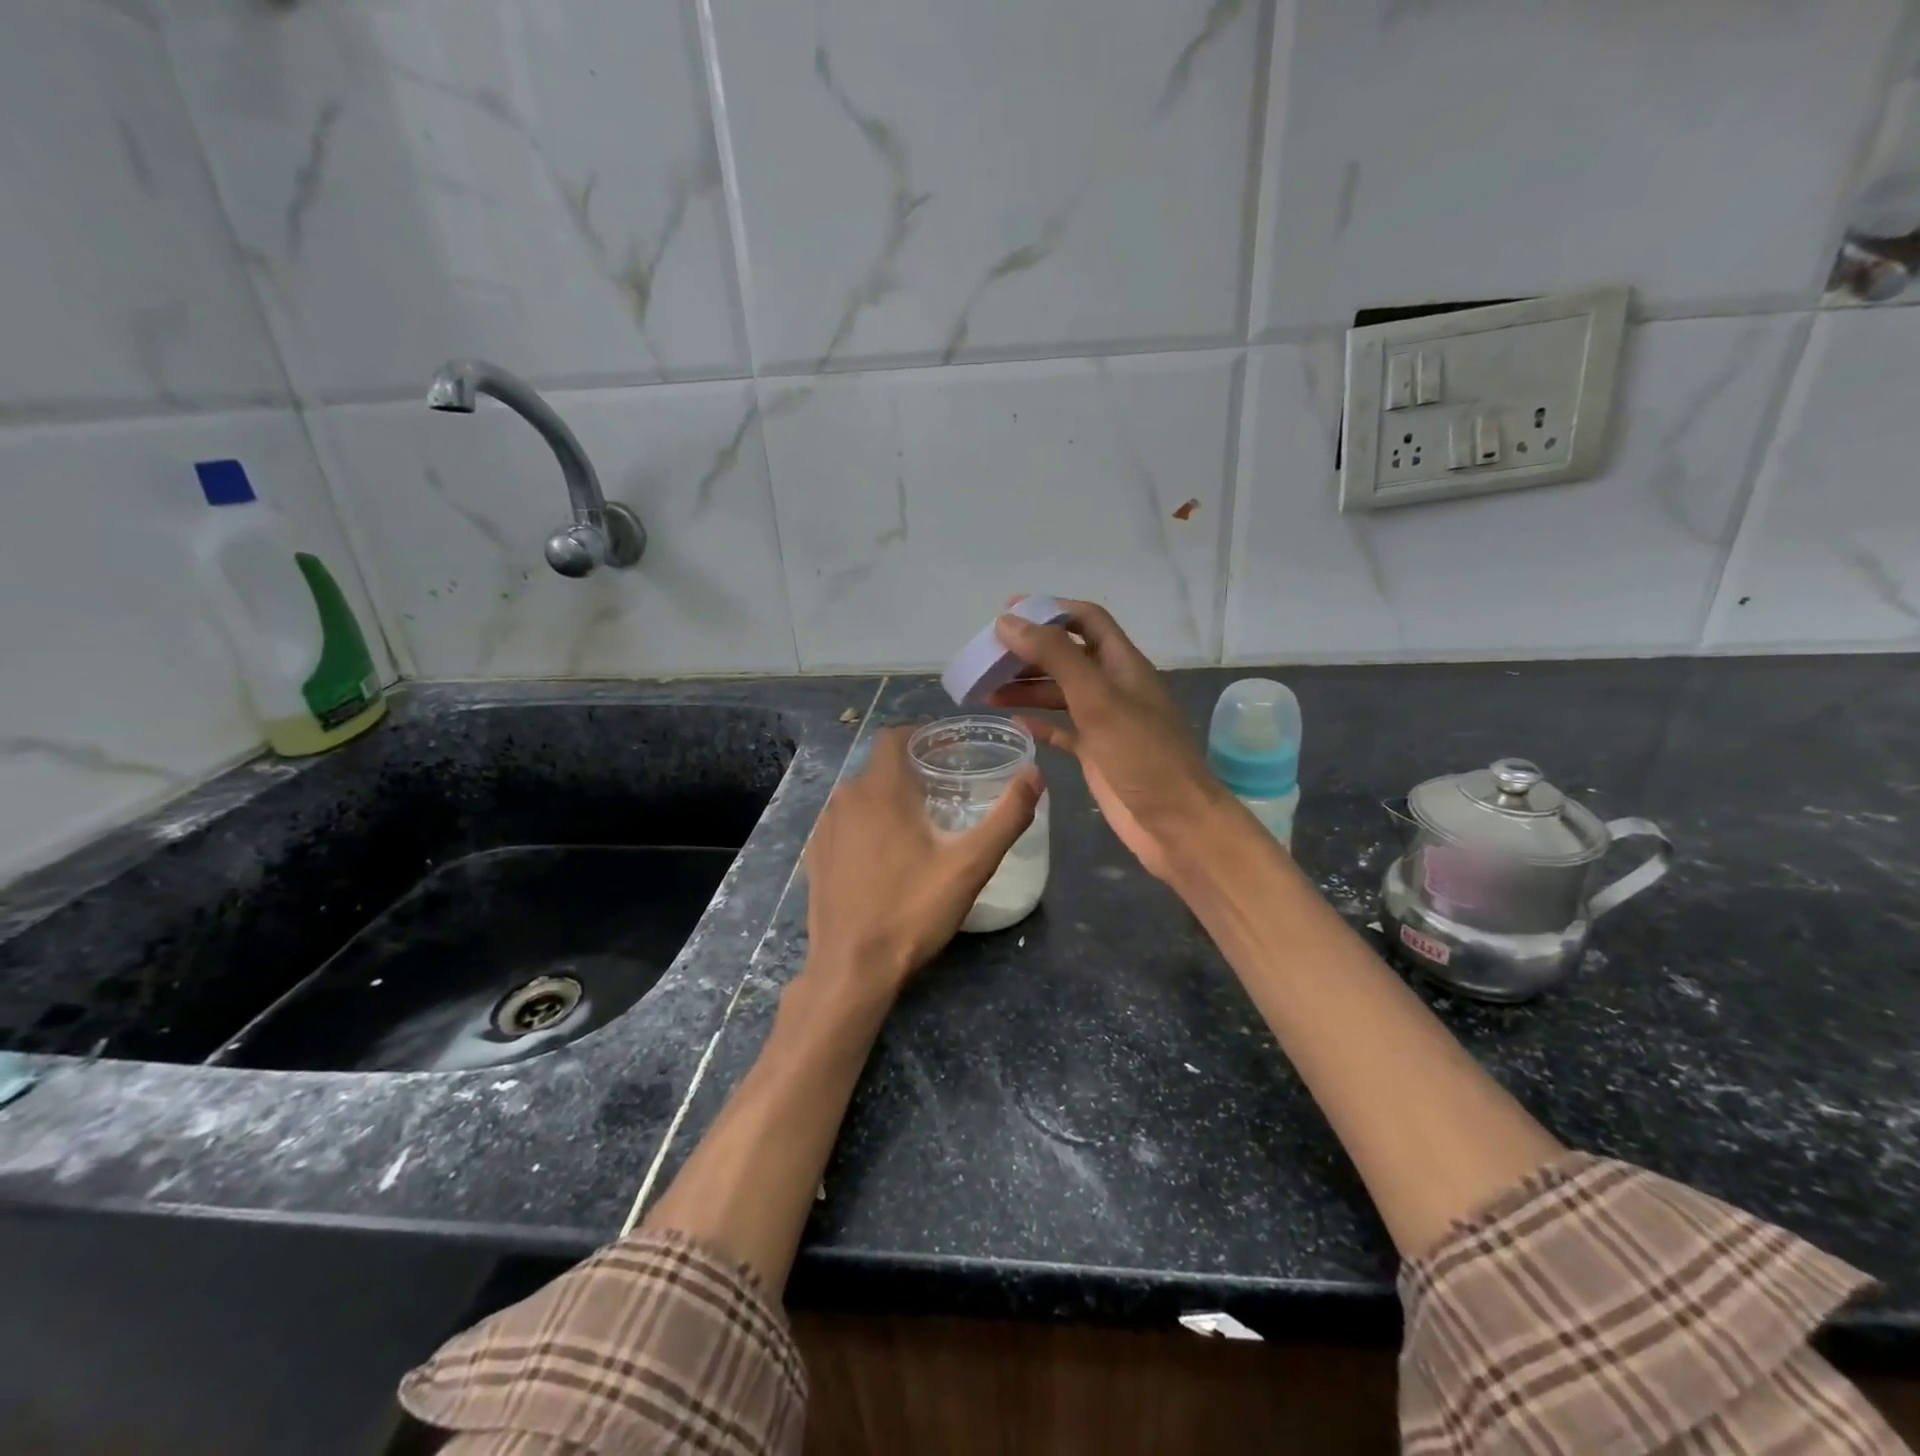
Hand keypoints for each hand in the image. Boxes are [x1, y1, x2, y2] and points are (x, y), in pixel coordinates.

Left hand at [805, 724, 1041, 998]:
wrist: (852, 967)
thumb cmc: (913, 910)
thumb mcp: (971, 865)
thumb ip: (1007, 816)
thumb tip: (1035, 775)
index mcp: (880, 789)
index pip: (894, 736)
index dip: (921, 736)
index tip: (949, 751)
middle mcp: (845, 797)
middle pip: (880, 766)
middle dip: (911, 771)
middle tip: (945, 791)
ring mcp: (824, 827)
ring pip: (861, 795)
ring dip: (888, 799)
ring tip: (919, 824)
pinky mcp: (814, 854)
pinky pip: (844, 823)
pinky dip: (865, 825)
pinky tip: (884, 855)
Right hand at [989, 599, 1230, 882]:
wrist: (1176, 824)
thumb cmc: (1142, 756)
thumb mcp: (1098, 699)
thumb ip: (1056, 658)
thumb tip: (1009, 622)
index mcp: (1122, 665)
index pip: (1086, 621)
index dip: (1050, 610)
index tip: (1008, 611)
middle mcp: (1113, 687)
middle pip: (1066, 656)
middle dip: (1029, 652)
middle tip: (987, 657)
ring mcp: (1105, 722)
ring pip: (1059, 693)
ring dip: (1026, 688)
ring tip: (985, 691)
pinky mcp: (1096, 754)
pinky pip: (1062, 730)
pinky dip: (1038, 723)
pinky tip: (1013, 723)